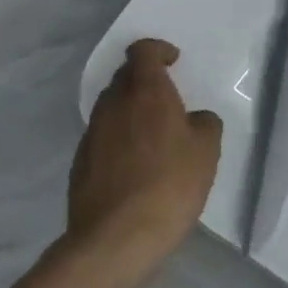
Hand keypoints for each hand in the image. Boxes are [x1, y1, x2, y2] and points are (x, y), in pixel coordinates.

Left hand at [68, 40, 222, 268]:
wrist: (117, 237)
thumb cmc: (170, 185)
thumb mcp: (207, 151)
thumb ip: (204, 124)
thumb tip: (194, 120)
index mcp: (146, 93)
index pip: (142, 51)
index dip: (158, 51)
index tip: (173, 61)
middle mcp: (113, 105)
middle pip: (125, 77)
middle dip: (145, 80)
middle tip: (168, 99)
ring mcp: (92, 133)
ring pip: (112, 107)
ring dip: (131, 111)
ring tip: (153, 135)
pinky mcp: (80, 161)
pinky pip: (104, 136)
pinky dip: (120, 138)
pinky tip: (136, 165)